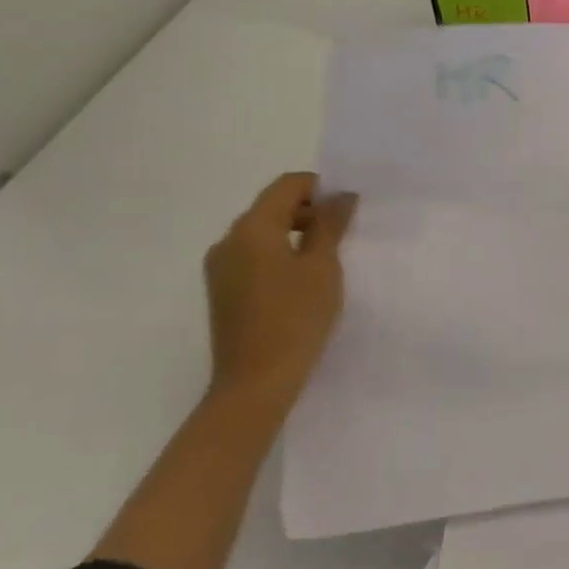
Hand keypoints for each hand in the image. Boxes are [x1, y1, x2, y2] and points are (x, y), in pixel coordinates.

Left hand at [203, 172, 357, 413]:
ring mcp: (221, 268)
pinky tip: (304, 278)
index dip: (320, 188)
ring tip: (328, 256)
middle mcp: (228, 241)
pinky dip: (281, 253)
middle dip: (310, 210)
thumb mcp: (323, 266)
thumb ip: (330, 224)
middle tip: (345, 230)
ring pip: (263, 231)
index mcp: (251, 229)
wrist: (255, 383)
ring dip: (296, 232)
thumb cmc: (295, 318)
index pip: (287, 185)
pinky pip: (254, 255)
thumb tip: (340, 196)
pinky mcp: (223, 290)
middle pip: (272, 206)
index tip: (348, 208)